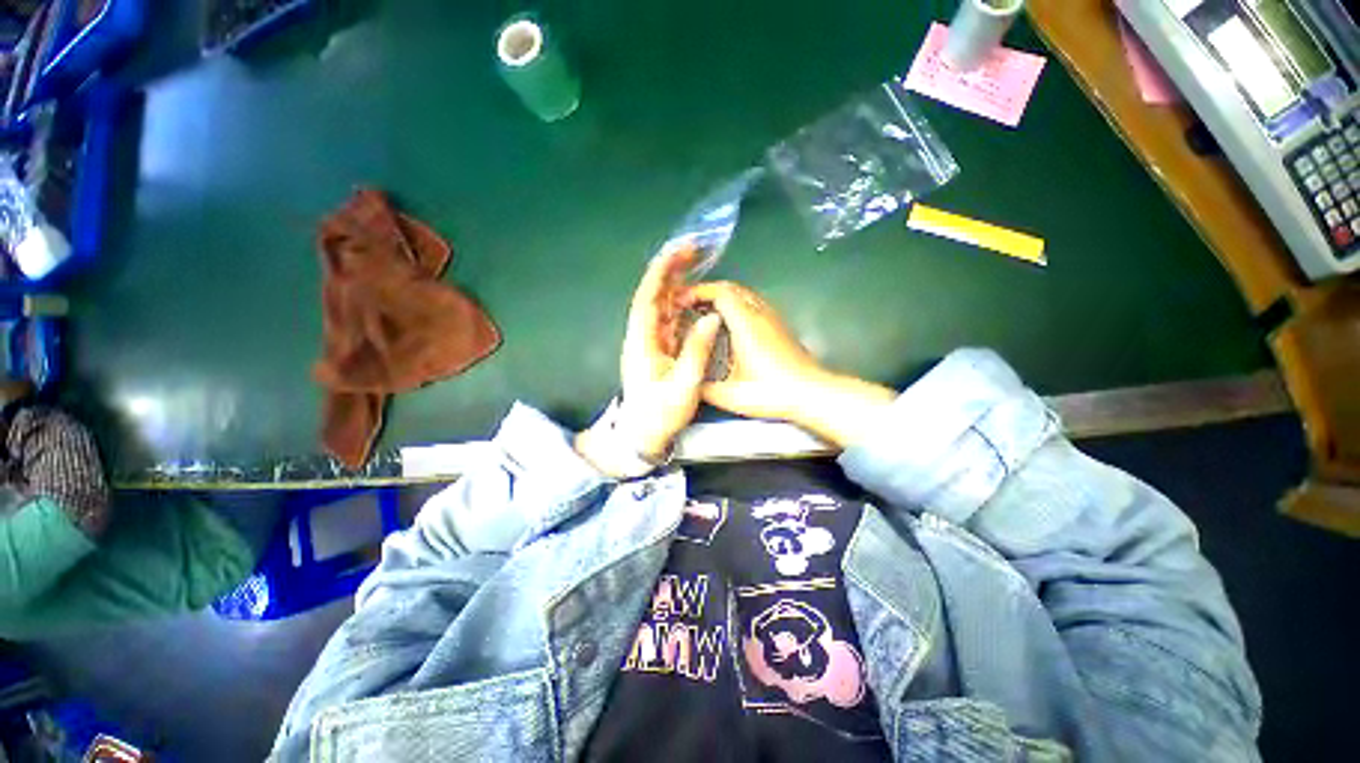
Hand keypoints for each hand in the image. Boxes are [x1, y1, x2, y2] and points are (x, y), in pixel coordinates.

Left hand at [577, 246, 721, 474]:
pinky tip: (690, 298)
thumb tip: (711, 317)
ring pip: (660, 307)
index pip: (649, 299)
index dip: (662, 273)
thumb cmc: (661, 413)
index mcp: (642, 342)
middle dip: (669, 271)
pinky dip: (677, 305)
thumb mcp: (683, 385)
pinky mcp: (657, 351)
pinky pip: (667, 321)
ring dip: (674, 285)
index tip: (678, 252)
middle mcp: (642, 337)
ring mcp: (649, 344)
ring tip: (692, 266)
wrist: (643, 435)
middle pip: (653, 297)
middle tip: (691, 251)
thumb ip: (697, 351)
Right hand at [684, 281, 896, 448]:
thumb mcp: (730, 395)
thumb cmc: (771, 393)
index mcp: (746, 324)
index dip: (698, 292)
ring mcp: (772, 318)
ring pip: (744, 294)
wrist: (811, 394)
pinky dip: (736, 305)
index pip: (720, 293)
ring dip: (723, 297)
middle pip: (732, 288)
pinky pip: (753, 304)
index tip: (680, 302)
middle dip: (708, 292)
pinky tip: (729, 325)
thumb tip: (686, 380)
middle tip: (688, 305)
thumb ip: (703, 387)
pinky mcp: (779, 326)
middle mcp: (760, 314)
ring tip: (705, 313)